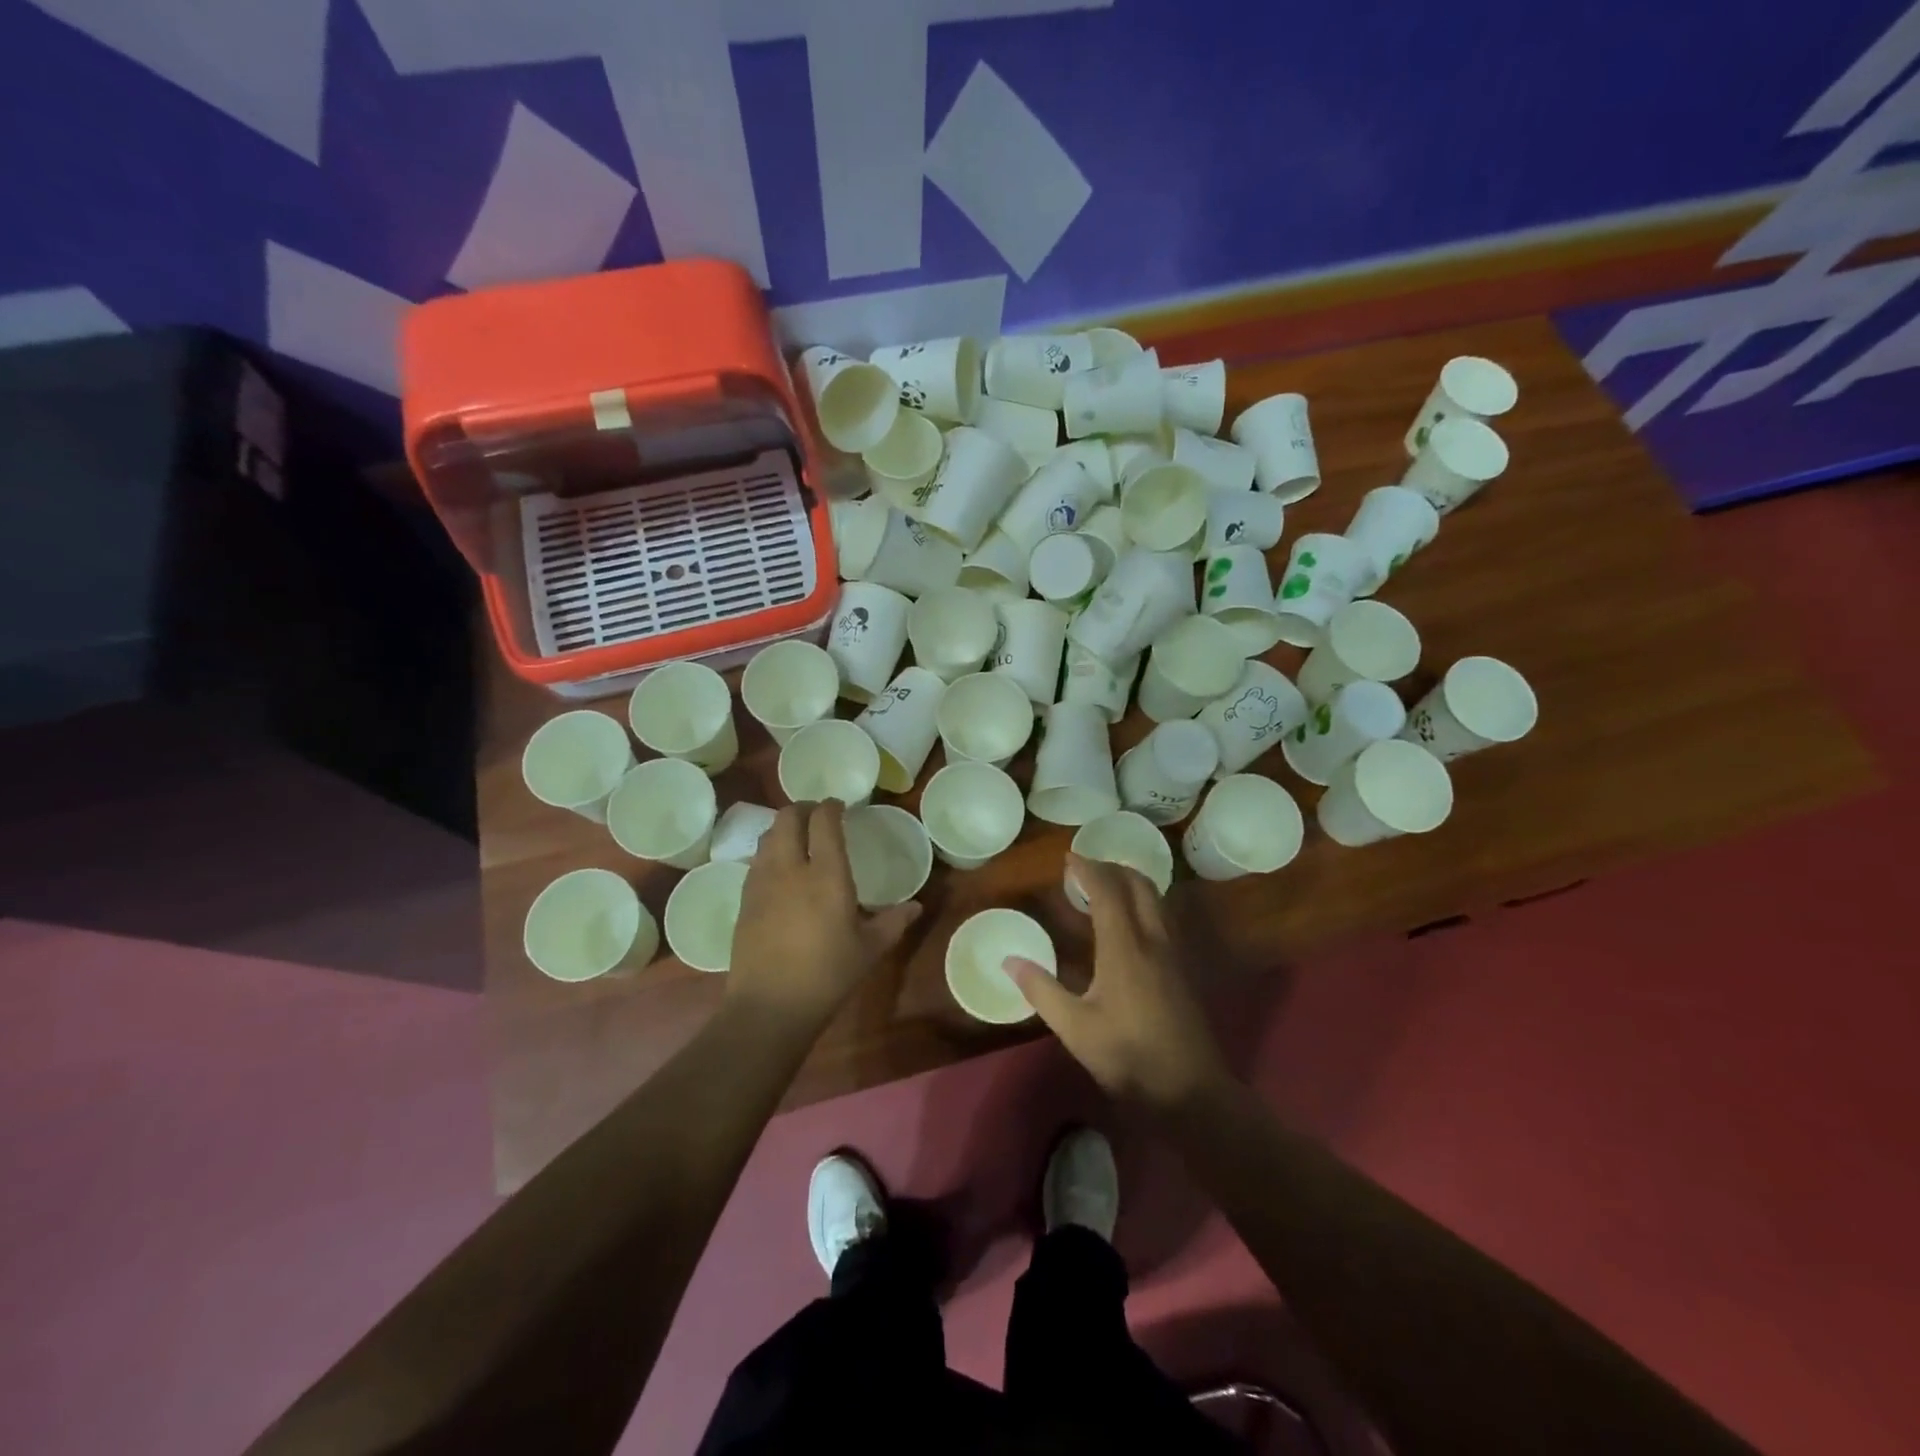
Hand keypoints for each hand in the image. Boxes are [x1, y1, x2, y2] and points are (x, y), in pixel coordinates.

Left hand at [728, 802, 919, 1027]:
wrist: (769, 1007)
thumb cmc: (827, 975)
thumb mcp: (869, 950)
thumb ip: (894, 922)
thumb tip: (916, 906)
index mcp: (826, 874)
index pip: (824, 821)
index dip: (831, 806)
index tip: (840, 806)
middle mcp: (790, 868)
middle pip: (788, 817)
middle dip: (804, 808)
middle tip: (818, 816)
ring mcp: (762, 882)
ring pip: (768, 835)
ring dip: (784, 828)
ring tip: (799, 838)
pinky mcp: (745, 900)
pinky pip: (756, 860)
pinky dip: (770, 852)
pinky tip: (781, 870)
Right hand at [1006, 855, 1229, 1112]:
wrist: (1191, 1093)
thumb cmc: (1129, 1059)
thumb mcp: (1075, 1029)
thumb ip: (1041, 990)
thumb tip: (1009, 961)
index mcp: (1125, 948)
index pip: (1108, 891)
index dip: (1088, 869)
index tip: (1068, 858)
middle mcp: (1153, 940)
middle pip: (1140, 884)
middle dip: (1113, 867)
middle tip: (1086, 868)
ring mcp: (1174, 954)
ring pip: (1157, 899)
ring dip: (1131, 882)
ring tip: (1105, 887)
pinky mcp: (1183, 969)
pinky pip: (1163, 917)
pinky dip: (1143, 903)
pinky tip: (1128, 924)